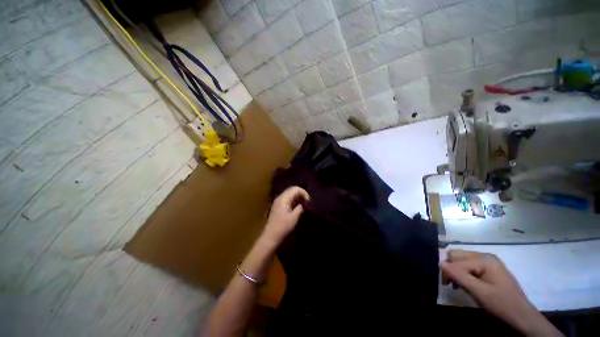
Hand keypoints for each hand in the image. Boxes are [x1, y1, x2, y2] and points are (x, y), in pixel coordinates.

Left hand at [261, 186, 308, 246]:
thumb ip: (300, 208)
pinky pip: (287, 199)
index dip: (304, 193)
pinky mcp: (278, 206)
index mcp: (284, 198)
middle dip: (301, 194)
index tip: (308, 201)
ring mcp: (278, 201)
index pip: (295, 188)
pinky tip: (297, 208)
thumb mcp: (294, 217)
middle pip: (292, 190)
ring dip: (297, 198)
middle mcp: (280, 197)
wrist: (271, 236)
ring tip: (303, 205)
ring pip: (290, 194)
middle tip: (307, 202)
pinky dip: (293, 201)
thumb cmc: (283, 227)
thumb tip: (303, 204)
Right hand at [441, 250, 561, 336]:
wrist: (521, 315)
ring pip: (461, 258)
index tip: (446, 285)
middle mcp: (485, 255)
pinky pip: (469, 263)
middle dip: (451, 268)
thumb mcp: (479, 292)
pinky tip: (467, 282)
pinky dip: (464, 272)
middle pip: (457, 255)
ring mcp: (488, 260)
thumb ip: (459, 276)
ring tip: (458, 284)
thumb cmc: (501, 304)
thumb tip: (440, 264)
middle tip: (451, 283)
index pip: (456, 260)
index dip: (448, 272)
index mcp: (484, 259)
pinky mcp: (489, 267)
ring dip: (457, 270)